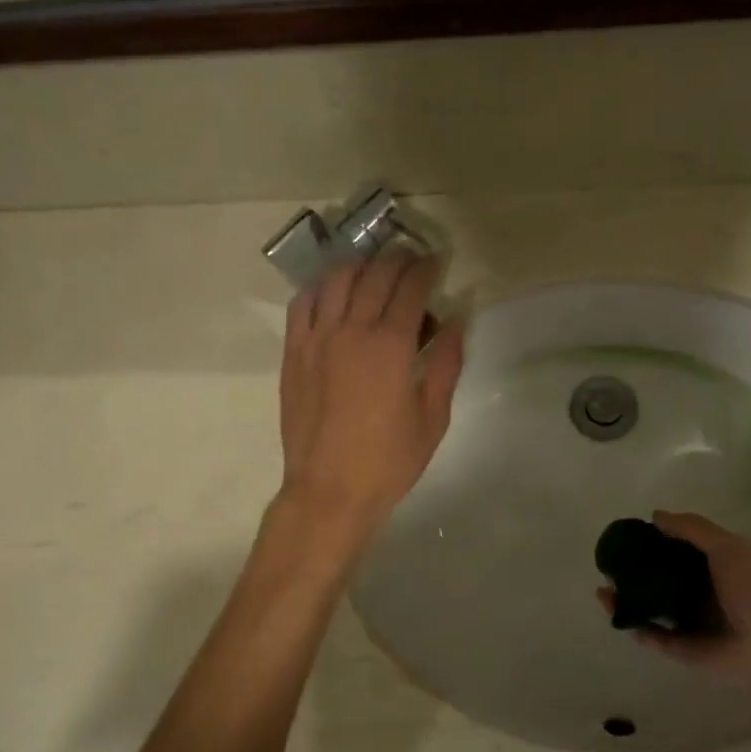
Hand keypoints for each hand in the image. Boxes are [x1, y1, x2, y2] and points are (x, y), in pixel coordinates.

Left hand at [278, 251, 464, 549]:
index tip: (436, 262)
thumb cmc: (388, 461)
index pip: (409, 288)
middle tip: (411, 261)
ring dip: (359, 266)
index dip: (425, 269)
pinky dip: (321, 287)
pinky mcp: (293, 352)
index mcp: (390, 346)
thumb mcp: (432, 418)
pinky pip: (303, 303)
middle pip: (374, 276)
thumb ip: (445, 365)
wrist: (329, 490)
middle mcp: (351, 331)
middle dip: (396, 260)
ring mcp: (316, 339)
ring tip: (374, 268)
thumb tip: (456, 322)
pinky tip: (334, 291)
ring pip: (336, 281)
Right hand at [598, 511, 750, 711]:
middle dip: (632, 572)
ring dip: (626, 599)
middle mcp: (698, 594)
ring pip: (649, 608)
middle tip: (609, 565)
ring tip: (603, 590)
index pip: (676, 551)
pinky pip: (652, 637)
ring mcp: (689, 624)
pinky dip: (636, 627)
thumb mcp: (728, 547)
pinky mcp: (682, 650)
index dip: (653, 542)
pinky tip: (618, 613)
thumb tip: (655, 516)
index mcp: (712, 568)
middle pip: (657, 580)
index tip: (628, 535)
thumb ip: (693, 529)